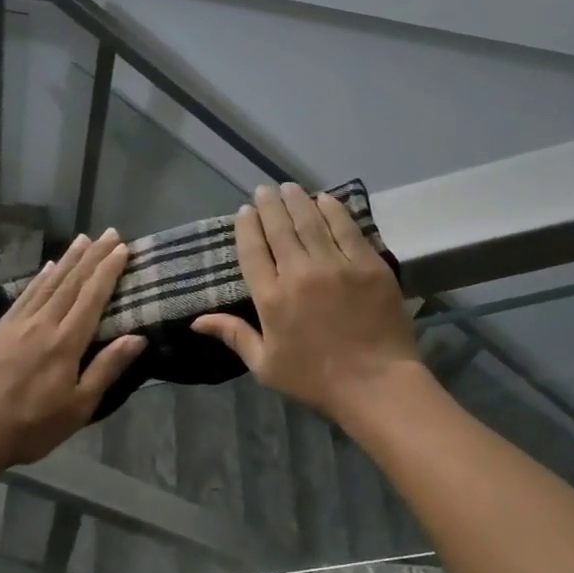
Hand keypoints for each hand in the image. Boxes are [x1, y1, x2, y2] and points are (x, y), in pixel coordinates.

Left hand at [0, 230, 145, 473]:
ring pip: (47, 283)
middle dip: (92, 256)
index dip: (108, 271)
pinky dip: (39, 278)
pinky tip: (47, 267)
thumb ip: (107, 369)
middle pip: (71, 283)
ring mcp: (17, 324)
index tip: (122, 249)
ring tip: (83, 239)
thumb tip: (137, 337)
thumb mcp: (78, 407)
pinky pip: (24, 295)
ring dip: (67, 259)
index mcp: (65, 343)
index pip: (92, 298)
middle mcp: (42, 324)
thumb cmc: (31, 427)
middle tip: (110, 233)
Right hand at [193, 183, 422, 422]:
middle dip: (269, 205)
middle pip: (279, 229)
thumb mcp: (265, 365)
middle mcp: (299, 274)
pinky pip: (346, 228)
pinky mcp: (368, 264)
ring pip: (311, 221)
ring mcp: (336, 266)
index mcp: (271, 299)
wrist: (377, 385)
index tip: (245, 211)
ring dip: (297, 201)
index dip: (247, 227)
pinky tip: (324, 199)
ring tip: (289, 188)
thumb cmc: (315, 380)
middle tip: (265, 191)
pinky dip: (333, 210)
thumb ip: (234, 335)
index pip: (252, 251)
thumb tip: (196, 320)